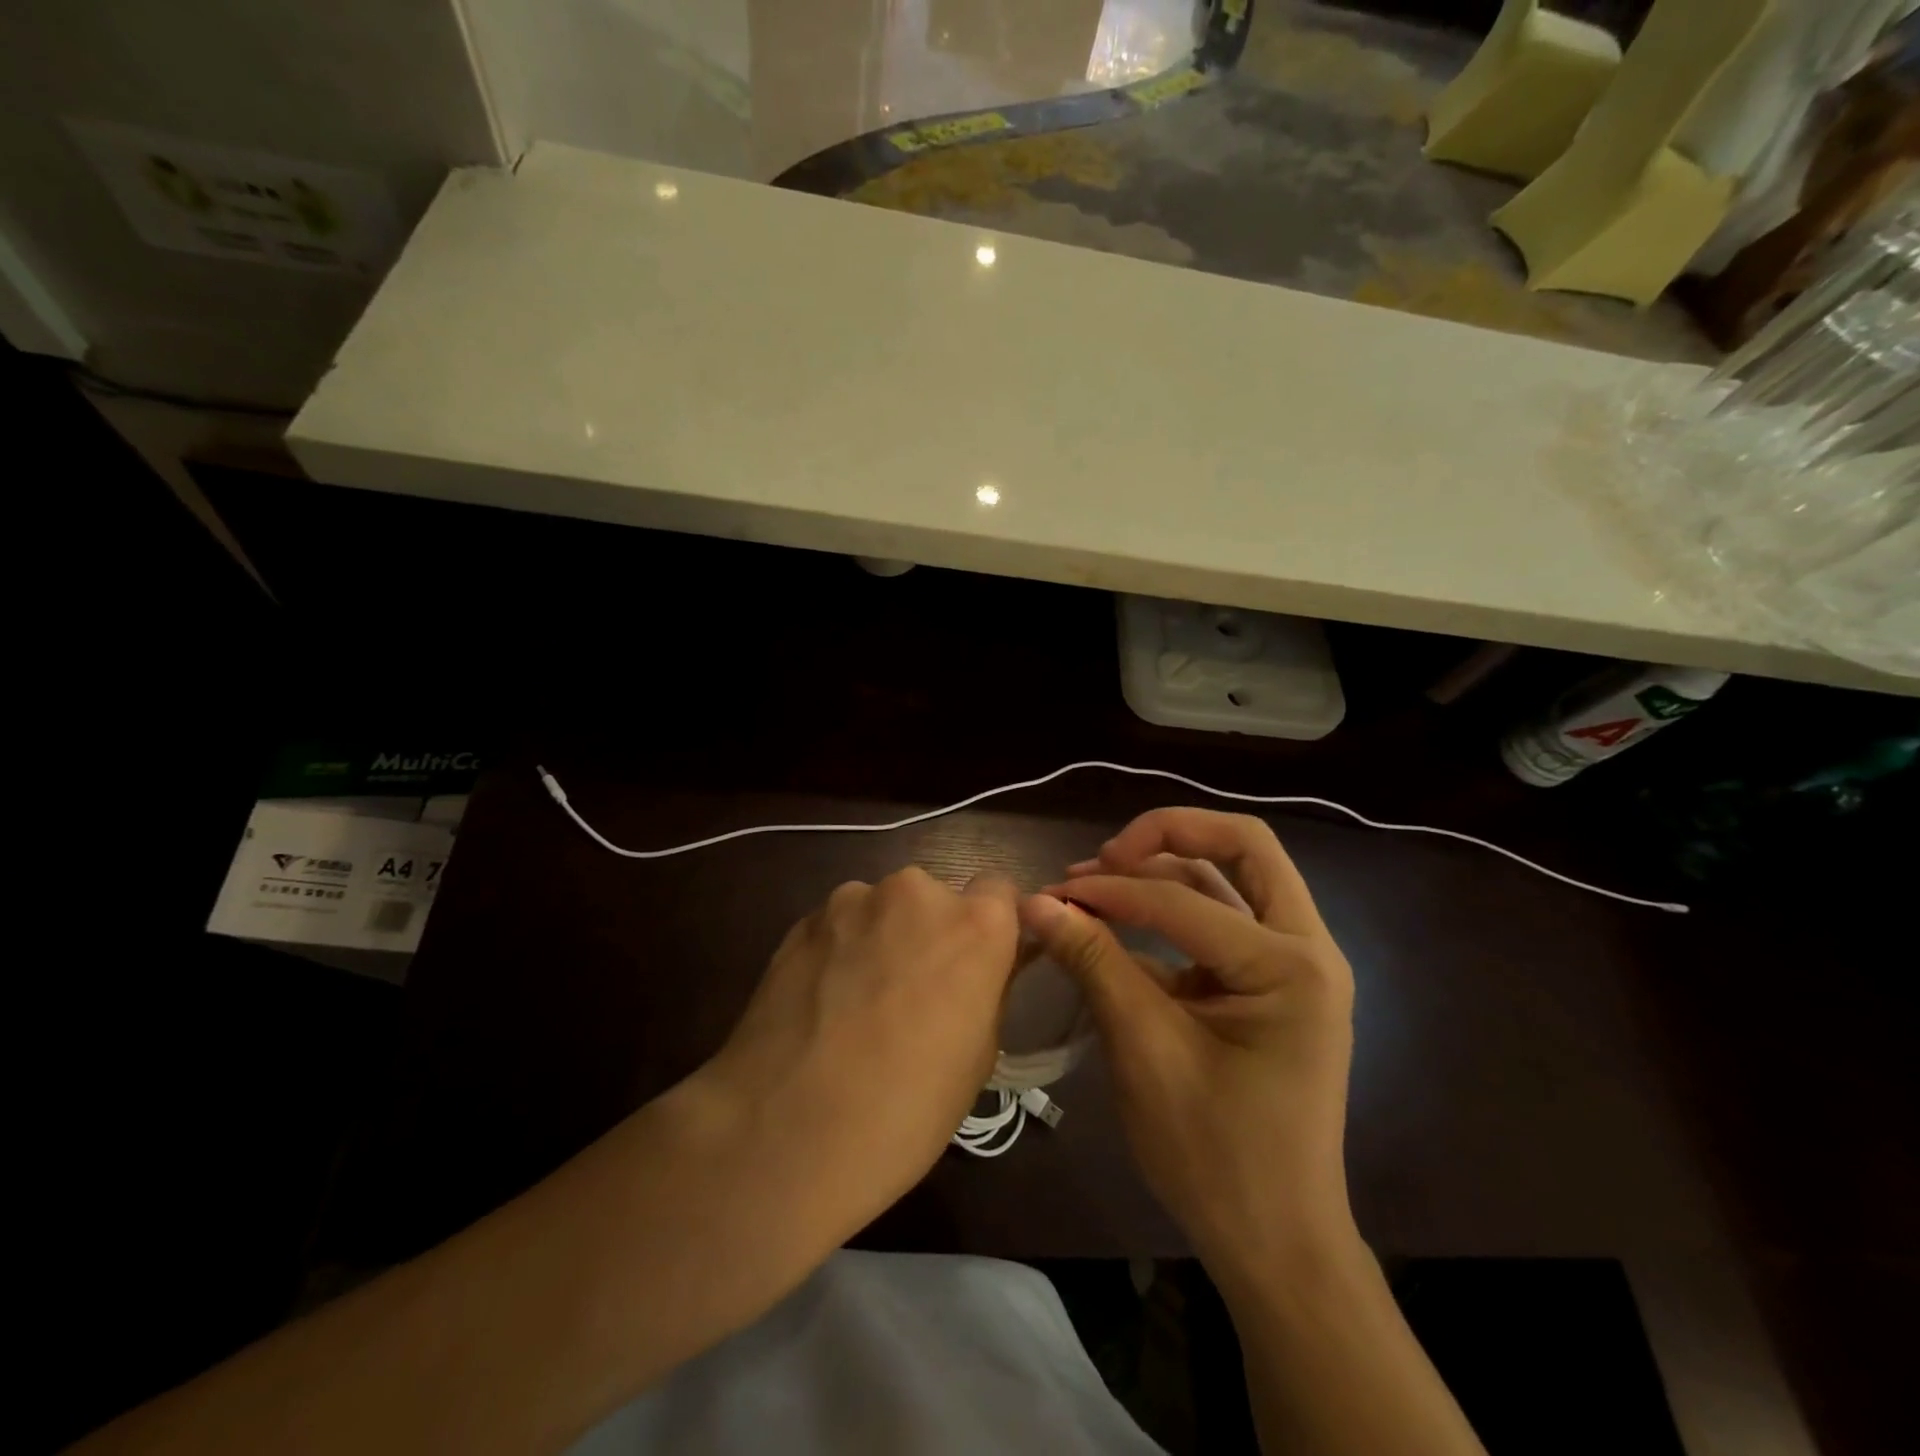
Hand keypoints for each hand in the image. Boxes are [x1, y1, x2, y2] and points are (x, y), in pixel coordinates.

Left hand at [689, 868, 1019, 1241]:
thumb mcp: (978, 1056)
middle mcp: (916, 892)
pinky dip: (838, 952)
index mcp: (974, 924)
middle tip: (912, 994)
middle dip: (928, 935)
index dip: (989, 928)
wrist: (786, 1131)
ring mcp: (852, 901)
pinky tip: (820, 1006)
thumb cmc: (906, 1108)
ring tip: (857, 1004)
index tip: (975, 966)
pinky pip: (838, 927)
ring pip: (881, 911)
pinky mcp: (802, 920)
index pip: (999, 891)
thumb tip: (976, 973)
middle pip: (934, 899)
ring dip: (879, 940)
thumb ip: (984, 990)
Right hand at [1022, 809, 1356, 1281]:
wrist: (1276, 1244)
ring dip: (1166, 866)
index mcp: (1292, 967)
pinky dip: (1173, 906)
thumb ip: (1094, 963)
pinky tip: (1123, 919)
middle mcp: (1308, 948)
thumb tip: (1036, 902)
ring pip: (1232, 876)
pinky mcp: (1272, 981)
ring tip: (1099, 879)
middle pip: (1242, 847)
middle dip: (1168, 836)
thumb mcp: (1145, 1051)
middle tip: (1106, 856)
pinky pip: (1223, 917)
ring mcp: (1295, 963)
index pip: (1185, 899)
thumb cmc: (1215, 1157)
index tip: (1054, 893)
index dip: (1112, 891)